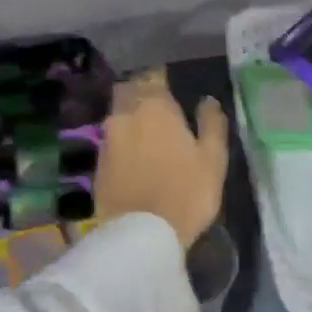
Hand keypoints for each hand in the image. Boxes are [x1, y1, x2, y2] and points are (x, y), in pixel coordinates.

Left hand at [94, 69, 229, 249]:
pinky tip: (135, 153)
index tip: (171, 80)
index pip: (153, 76)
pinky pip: (112, 141)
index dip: (162, 76)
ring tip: (148, 129)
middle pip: (128, 91)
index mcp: (154, 106)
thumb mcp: (213, 158)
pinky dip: (123, 140)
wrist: (141, 235)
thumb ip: (212, 124)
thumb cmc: (186, 192)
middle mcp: (124, 115)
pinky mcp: (98, 165)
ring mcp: (107, 140)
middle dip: (141, 91)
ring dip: (131, 116)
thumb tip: (208, 101)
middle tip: (159, 102)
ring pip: (117, 115)